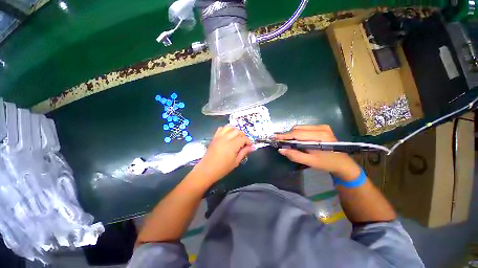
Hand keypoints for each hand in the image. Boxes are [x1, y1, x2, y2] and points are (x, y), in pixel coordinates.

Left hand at [194, 126, 252, 182]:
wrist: (207, 170)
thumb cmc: (222, 168)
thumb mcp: (236, 161)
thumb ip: (244, 152)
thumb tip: (253, 148)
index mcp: (232, 145)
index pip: (243, 138)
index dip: (248, 141)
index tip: (249, 146)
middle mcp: (226, 138)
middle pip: (237, 131)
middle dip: (243, 136)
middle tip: (243, 143)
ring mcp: (219, 137)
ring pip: (229, 127)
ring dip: (235, 131)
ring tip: (236, 138)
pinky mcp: (214, 137)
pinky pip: (221, 128)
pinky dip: (226, 129)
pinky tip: (228, 135)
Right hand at [274, 125, 360, 180]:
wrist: (342, 163)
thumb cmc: (326, 163)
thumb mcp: (310, 161)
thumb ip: (294, 155)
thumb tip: (280, 149)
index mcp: (320, 137)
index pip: (297, 134)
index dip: (285, 136)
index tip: (274, 137)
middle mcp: (321, 128)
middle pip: (298, 129)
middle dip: (288, 136)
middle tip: (281, 142)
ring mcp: (322, 126)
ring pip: (300, 128)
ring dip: (293, 134)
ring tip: (289, 142)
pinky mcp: (322, 127)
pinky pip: (305, 128)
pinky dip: (298, 134)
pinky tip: (298, 140)